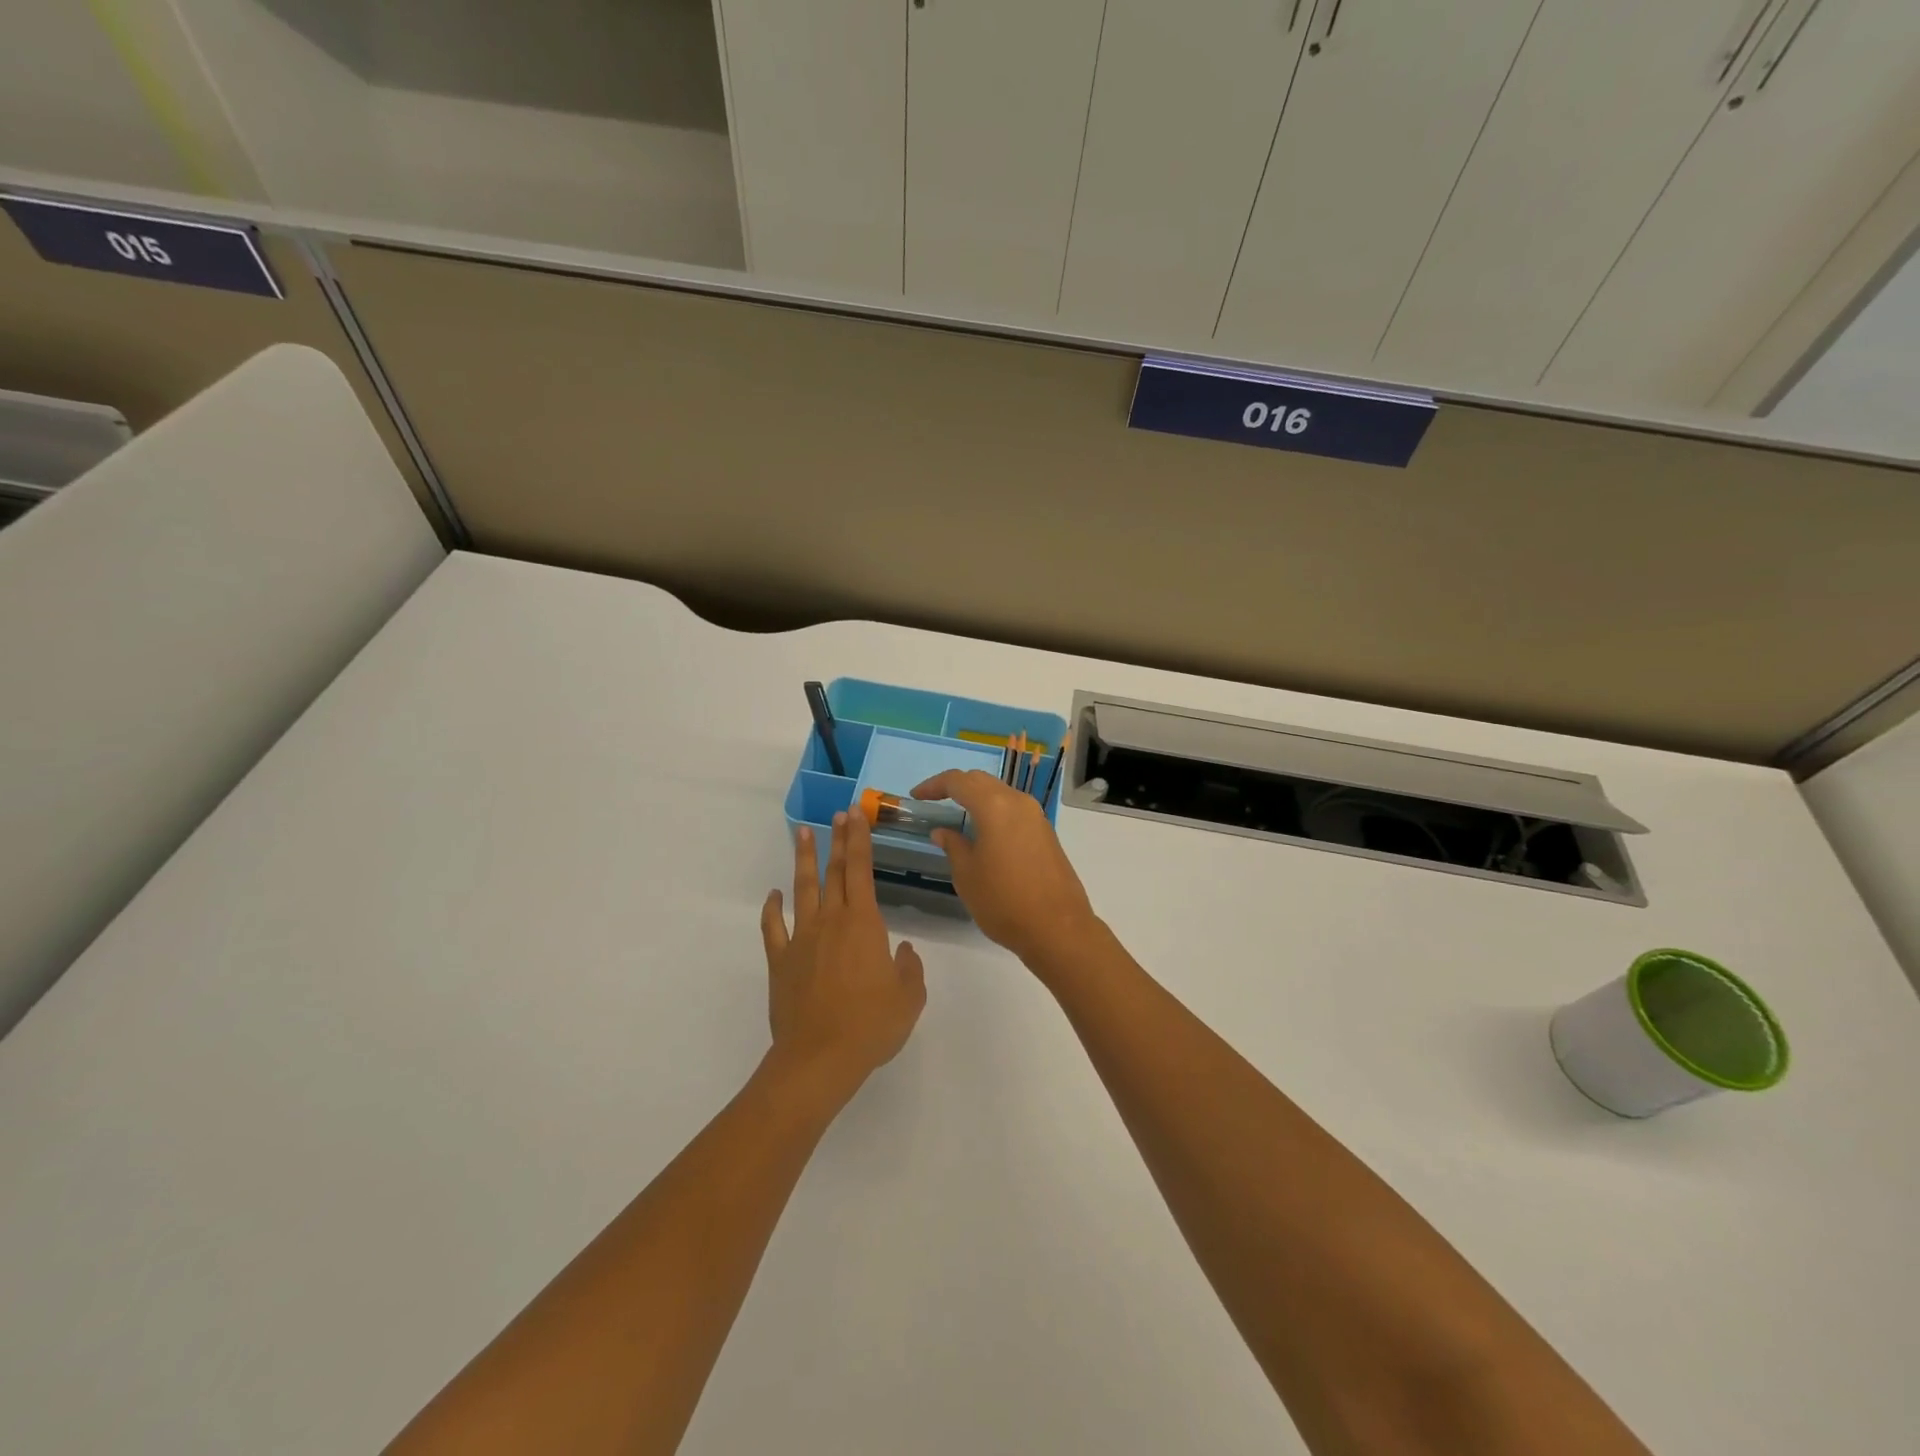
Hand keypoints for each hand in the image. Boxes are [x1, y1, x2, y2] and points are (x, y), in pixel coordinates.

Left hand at [761, 811, 925, 1102]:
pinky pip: (773, 928)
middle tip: (839, 814)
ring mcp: (801, 939)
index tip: (856, 815)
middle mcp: (831, 922)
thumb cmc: (871, 1026)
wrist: (819, 1058)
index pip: (862, 870)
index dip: (859, 840)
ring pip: (802, 889)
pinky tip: (774, 896)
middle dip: (839, 840)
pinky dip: (772, 909)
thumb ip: (911, 969)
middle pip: (834, 872)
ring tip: (803, 834)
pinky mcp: (780, 962)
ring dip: (804, 860)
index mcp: (864, 924)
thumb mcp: (909, 998)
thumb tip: (905, 951)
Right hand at [910, 769, 1099, 967]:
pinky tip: (984, 833)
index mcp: (995, 807)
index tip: (916, 796)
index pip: (958, 781)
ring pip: (1001, 794)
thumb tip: (943, 832)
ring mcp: (1037, 817)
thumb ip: (953, 846)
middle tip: (934, 800)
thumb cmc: (1003, 901)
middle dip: (956, 786)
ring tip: (957, 816)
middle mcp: (1018, 803)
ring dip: (977, 799)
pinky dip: (994, 812)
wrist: (1057, 928)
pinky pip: (1014, 811)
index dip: (934, 785)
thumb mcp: (967, 875)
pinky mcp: (1046, 833)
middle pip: (982, 781)